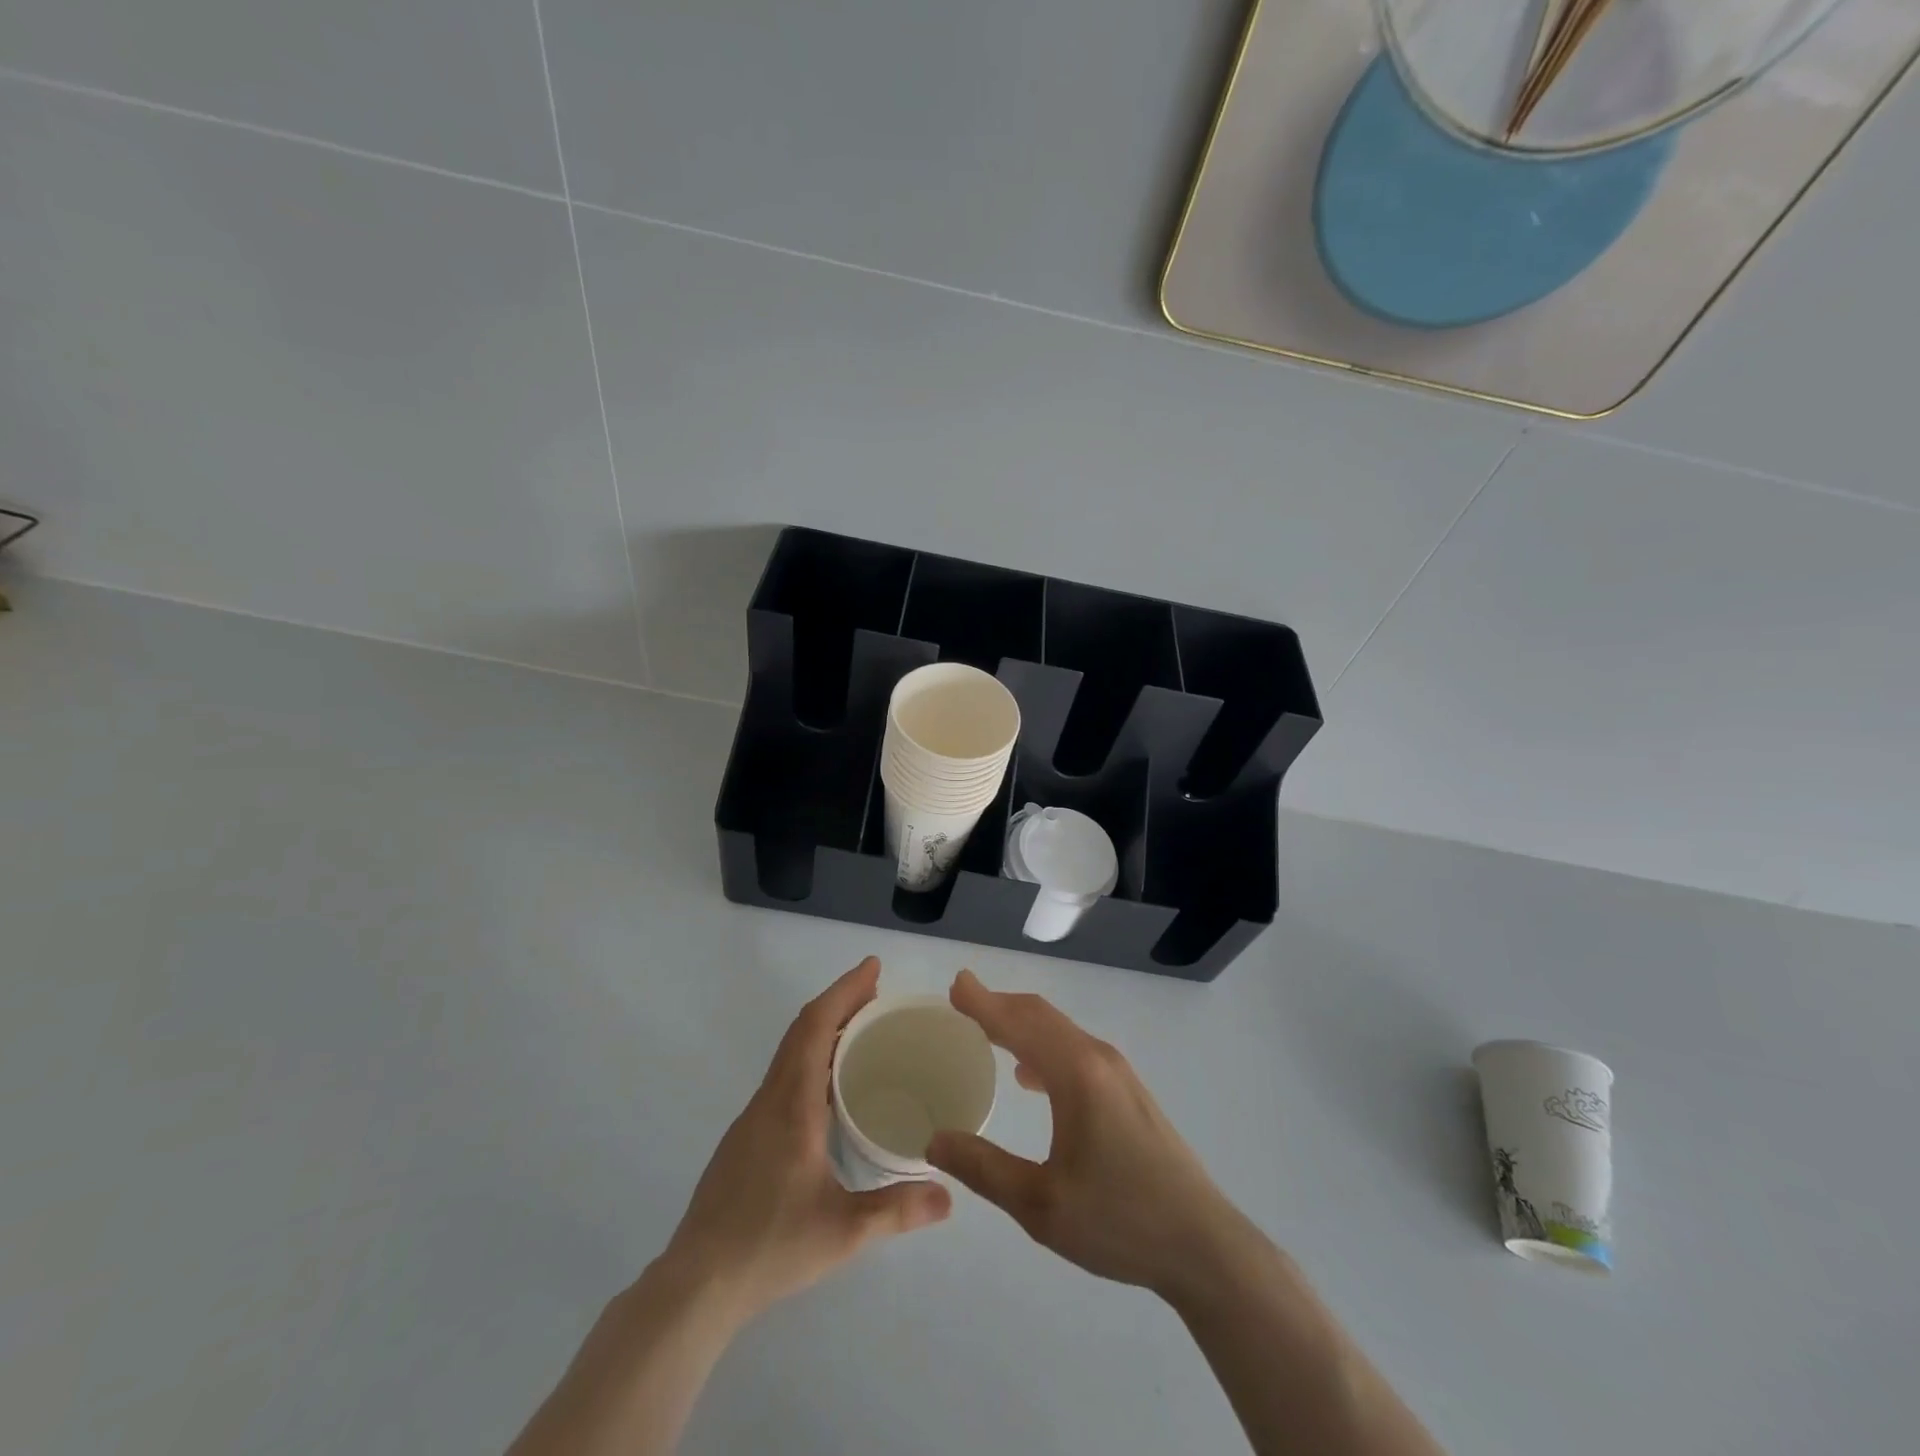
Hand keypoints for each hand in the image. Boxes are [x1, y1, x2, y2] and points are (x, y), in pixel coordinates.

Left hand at [662, 957, 950, 1321]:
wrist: (696, 1284)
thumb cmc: (770, 1247)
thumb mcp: (844, 1233)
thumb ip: (898, 1211)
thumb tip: (948, 1195)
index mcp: (792, 1106)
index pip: (815, 1027)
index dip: (844, 991)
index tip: (872, 968)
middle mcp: (770, 1099)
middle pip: (802, 1031)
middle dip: (839, 1002)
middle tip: (878, 994)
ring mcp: (753, 1118)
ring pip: (789, 1053)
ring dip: (823, 1030)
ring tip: (861, 1031)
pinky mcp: (746, 1138)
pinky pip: (783, 1077)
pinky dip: (811, 1057)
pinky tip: (830, 1087)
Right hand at [927, 970, 1255, 1301]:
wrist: (1203, 1245)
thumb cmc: (1119, 1221)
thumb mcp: (1040, 1205)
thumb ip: (984, 1168)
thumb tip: (935, 1141)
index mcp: (1076, 1074)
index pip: (1020, 1023)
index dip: (984, 1002)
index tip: (956, 984)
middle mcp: (1098, 1059)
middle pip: (1041, 1016)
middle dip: (1000, 1005)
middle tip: (962, 1000)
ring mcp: (1118, 1073)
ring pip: (1060, 1032)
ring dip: (1021, 1024)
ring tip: (986, 1031)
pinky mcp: (1128, 1092)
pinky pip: (1075, 1051)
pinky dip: (1043, 1047)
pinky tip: (1028, 1076)